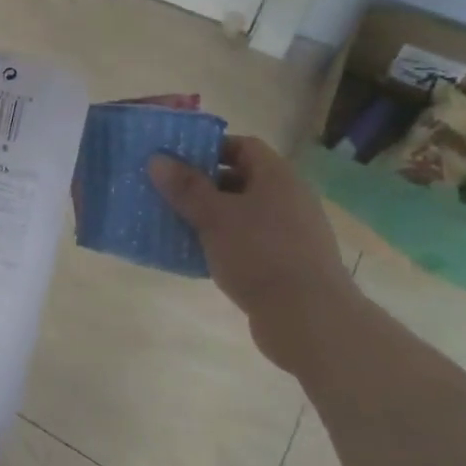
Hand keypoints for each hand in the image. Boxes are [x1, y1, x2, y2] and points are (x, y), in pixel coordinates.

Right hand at [149, 138, 354, 367]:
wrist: (309, 318)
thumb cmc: (260, 254)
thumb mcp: (214, 216)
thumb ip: (185, 187)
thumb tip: (157, 159)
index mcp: (277, 177)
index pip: (243, 146)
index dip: (210, 148)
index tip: (177, 161)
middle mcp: (289, 198)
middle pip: (242, 180)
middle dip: (204, 185)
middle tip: (168, 192)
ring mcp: (291, 233)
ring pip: (243, 214)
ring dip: (211, 217)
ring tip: (175, 224)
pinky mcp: (287, 264)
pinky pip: (249, 242)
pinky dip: (224, 244)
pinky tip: (197, 256)